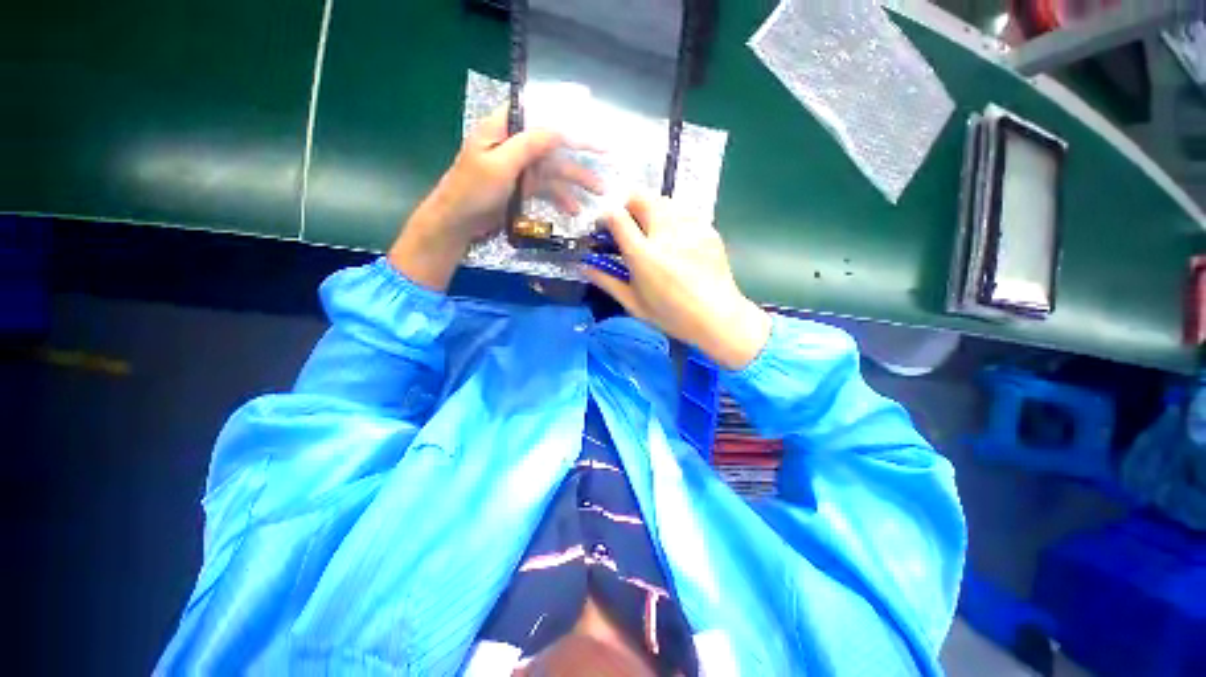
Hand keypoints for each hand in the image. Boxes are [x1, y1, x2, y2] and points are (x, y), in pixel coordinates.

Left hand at [389, 107, 602, 291]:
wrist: (458, 223)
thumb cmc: (472, 190)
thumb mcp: (500, 165)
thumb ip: (529, 145)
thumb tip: (559, 129)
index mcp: (505, 128)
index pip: (541, 114)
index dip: (567, 116)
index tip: (592, 121)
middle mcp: (516, 144)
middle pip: (554, 144)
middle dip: (581, 153)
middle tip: (606, 156)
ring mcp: (522, 168)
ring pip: (555, 170)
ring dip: (576, 182)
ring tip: (599, 193)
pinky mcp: (524, 188)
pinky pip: (548, 189)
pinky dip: (562, 198)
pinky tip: (574, 210)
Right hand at [583, 194, 771, 369]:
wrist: (718, 317)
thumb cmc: (672, 316)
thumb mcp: (634, 304)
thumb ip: (607, 281)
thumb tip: (584, 266)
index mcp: (644, 255)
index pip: (616, 217)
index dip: (605, 217)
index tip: (604, 228)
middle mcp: (666, 233)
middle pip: (640, 198)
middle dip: (628, 208)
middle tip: (629, 229)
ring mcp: (690, 228)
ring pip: (663, 201)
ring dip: (650, 212)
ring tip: (653, 236)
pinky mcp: (707, 228)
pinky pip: (683, 213)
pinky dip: (672, 220)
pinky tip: (676, 243)